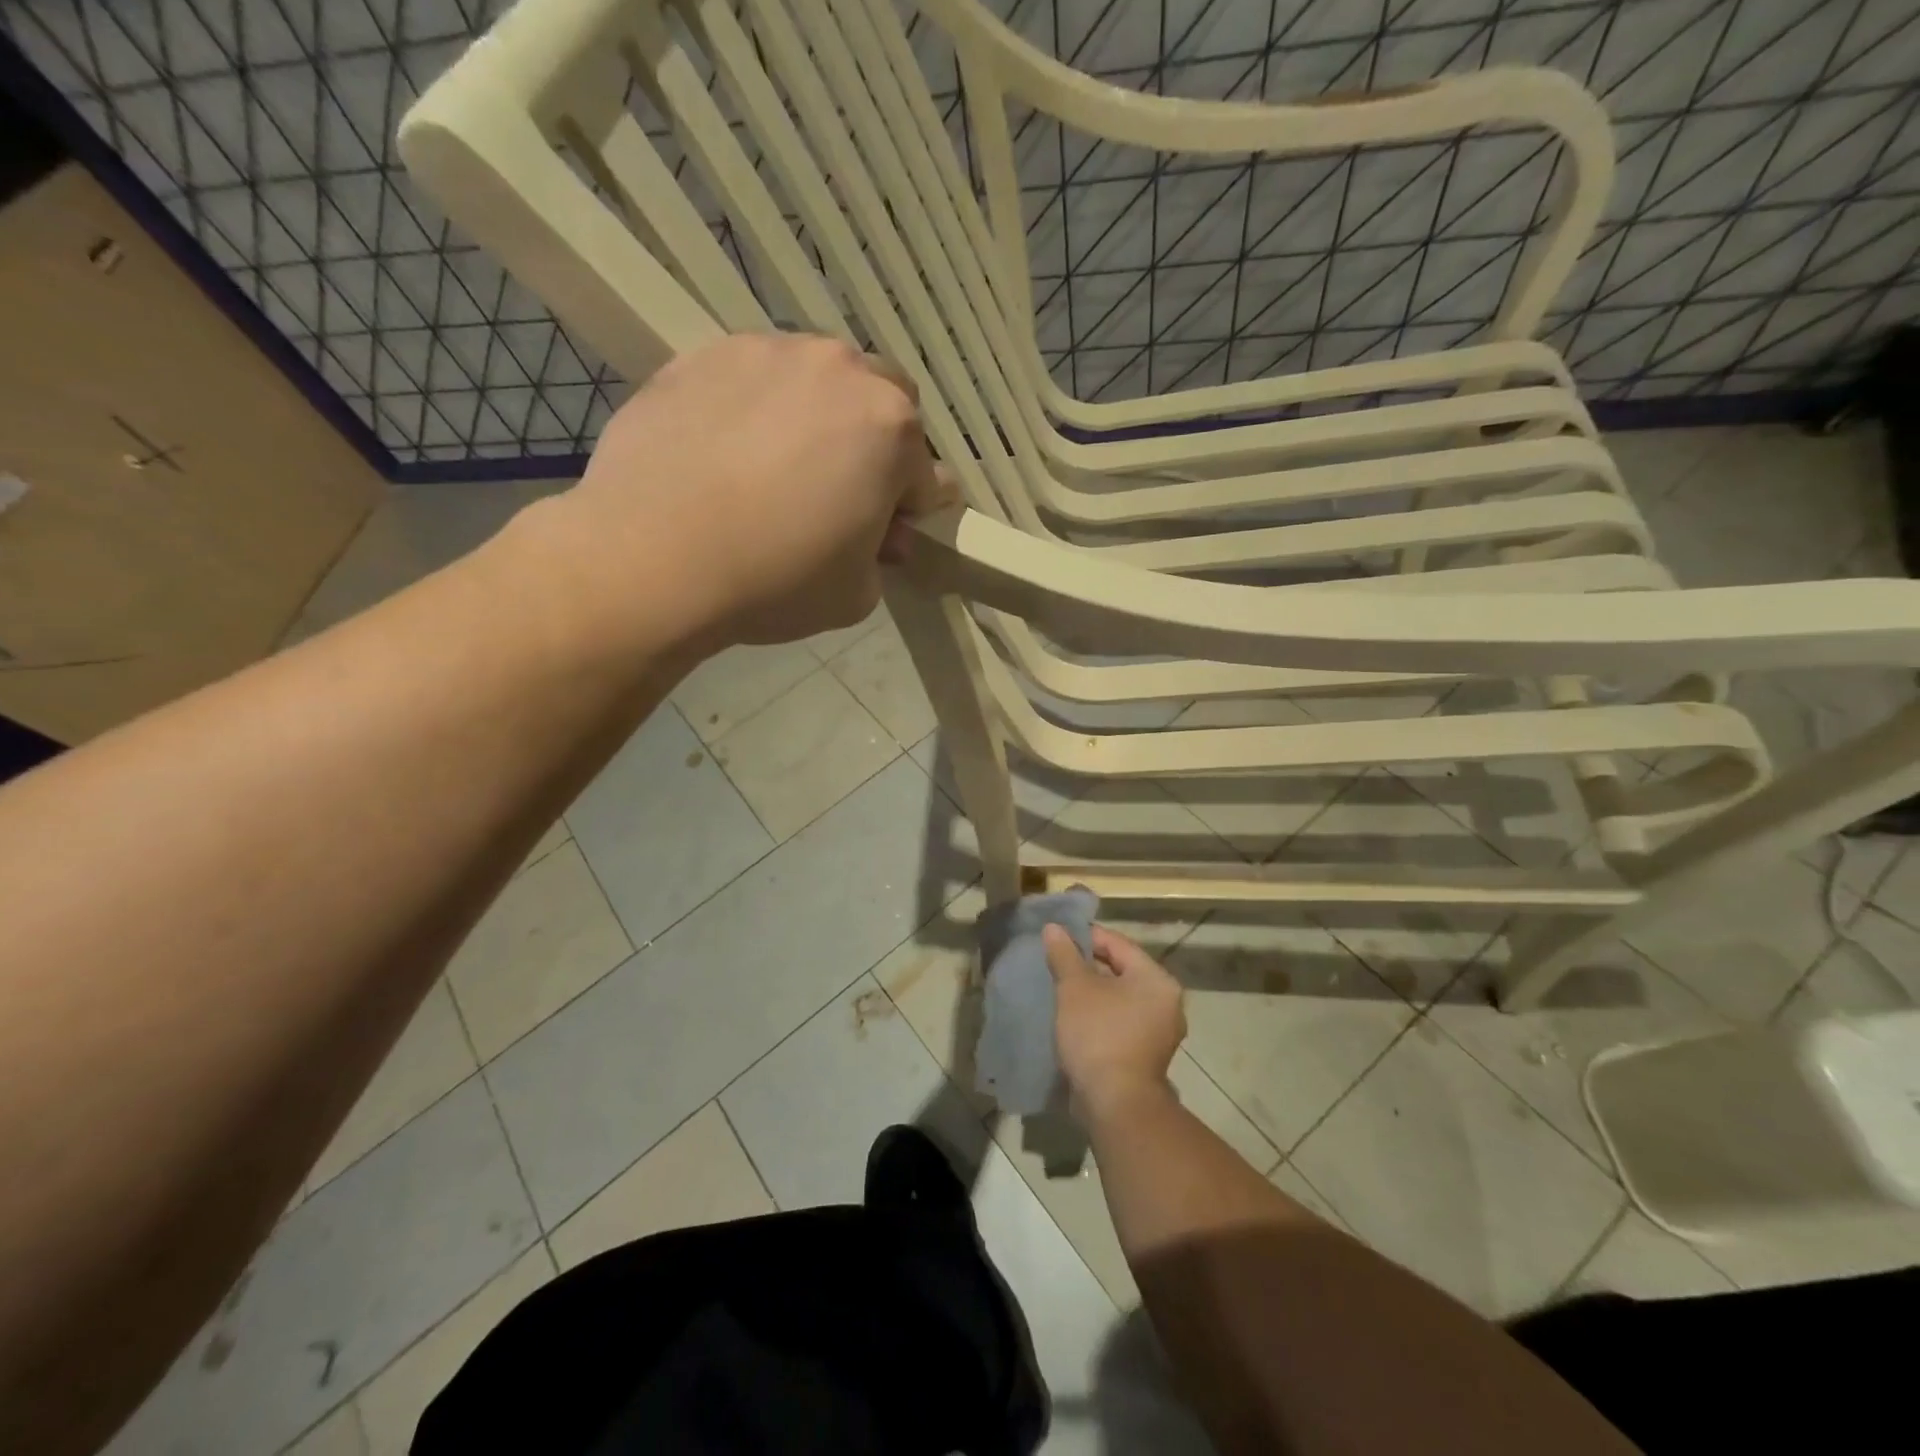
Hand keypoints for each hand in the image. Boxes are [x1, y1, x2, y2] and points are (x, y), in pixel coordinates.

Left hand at [562, 334, 951, 646]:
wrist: (651, 558)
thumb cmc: (774, 581)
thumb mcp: (857, 594)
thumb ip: (882, 554)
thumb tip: (874, 530)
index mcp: (891, 430)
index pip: (928, 474)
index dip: (910, 511)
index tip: (884, 537)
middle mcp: (840, 372)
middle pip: (883, 405)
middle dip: (875, 447)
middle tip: (837, 494)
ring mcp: (769, 352)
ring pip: (819, 381)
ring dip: (817, 419)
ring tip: (773, 470)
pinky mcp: (707, 353)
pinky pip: (755, 378)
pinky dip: (757, 408)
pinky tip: (726, 454)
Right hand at [1044, 924, 1185, 1124]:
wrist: (1115, 1105)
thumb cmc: (1098, 1035)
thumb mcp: (1075, 988)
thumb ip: (1064, 954)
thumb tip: (1054, 928)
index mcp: (1156, 979)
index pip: (1118, 944)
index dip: (1085, 937)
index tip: (1057, 938)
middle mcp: (1166, 1002)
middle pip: (1121, 970)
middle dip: (1088, 966)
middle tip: (1056, 964)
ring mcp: (1159, 1031)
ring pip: (1120, 998)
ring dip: (1093, 993)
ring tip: (1061, 990)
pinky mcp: (1147, 1055)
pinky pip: (1120, 1021)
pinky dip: (1100, 1015)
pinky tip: (1074, 1018)